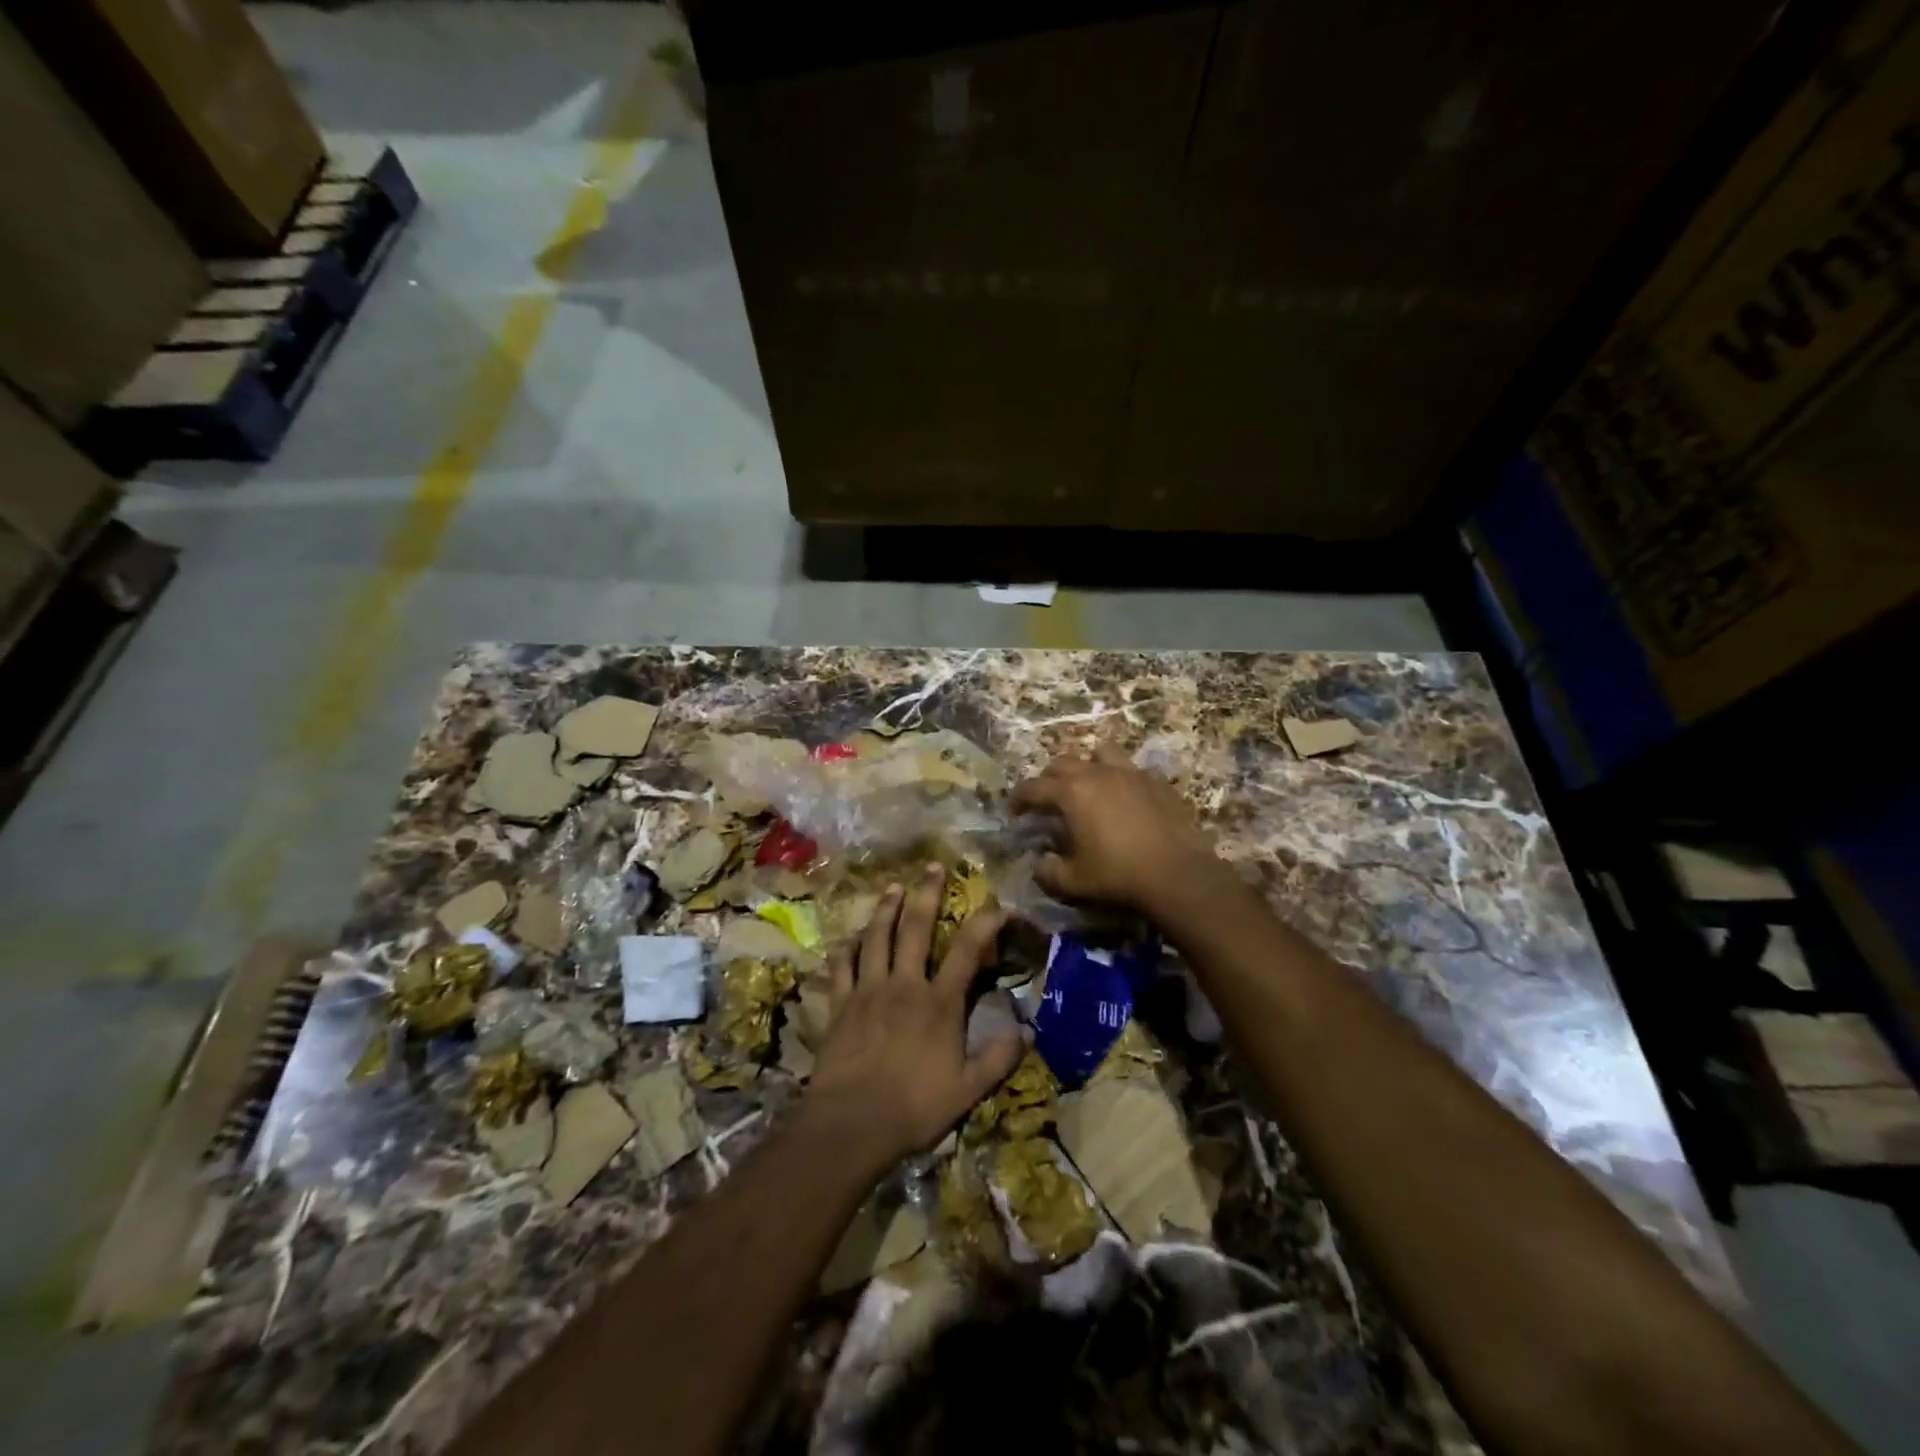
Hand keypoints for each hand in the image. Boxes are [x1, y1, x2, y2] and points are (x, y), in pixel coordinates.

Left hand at [804, 864, 1025, 1170]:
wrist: (851, 1124)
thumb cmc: (914, 1108)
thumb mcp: (967, 1091)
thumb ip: (998, 1059)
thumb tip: (1029, 1031)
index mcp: (939, 1003)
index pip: (968, 950)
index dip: (986, 923)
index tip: (999, 905)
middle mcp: (904, 985)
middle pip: (916, 928)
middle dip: (927, 894)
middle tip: (933, 866)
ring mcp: (868, 990)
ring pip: (877, 937)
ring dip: (885, 909)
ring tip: (892, 887)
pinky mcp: (840, 1004)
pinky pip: (842, 966)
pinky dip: (846, 948)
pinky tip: (849, 937)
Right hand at [1010, 744, 1222, 913]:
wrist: (1178, 875)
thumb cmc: (1118, 876)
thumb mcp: (1072, 883)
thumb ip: (1047, 871)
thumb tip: (1040, 863)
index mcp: (1071, 793)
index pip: (1033, 787)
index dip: (1018, 798)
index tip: (1014, 811)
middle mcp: (1098, 774)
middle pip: (1063, 762)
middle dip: (1049, 779)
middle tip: (1048, 800)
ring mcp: (1131, 773)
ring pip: (1100, 753)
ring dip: (1087, 765)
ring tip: (1088, 785)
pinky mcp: (1157, 781)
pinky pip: (1132, 769)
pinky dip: (1121, 779)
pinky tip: (1125, 798)